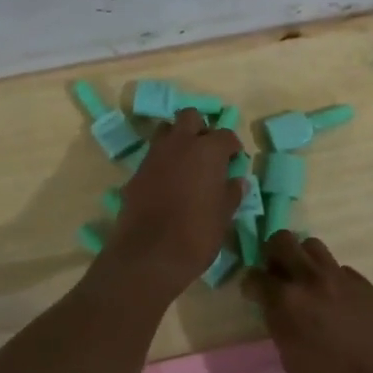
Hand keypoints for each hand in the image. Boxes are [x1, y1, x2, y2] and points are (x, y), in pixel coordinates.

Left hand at [107, 109, 243, 292]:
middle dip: (200, 129)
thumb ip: (231, 194)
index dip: (232, 147)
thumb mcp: (223, 216)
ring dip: (178, 141)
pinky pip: (152, 156)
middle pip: (189, 117)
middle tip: (208, 152)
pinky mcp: (135, 173)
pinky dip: (162, 162)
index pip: (225, 135)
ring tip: (186, 164)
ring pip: (166, 132)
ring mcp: (153, 156)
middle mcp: (179, 144)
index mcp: (207, 151)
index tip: (235, 160)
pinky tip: (168, 184)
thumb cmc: (196, 234)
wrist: (149, 255)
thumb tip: (237, 181)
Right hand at [247, 232, 372, 372]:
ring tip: (308, 282)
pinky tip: (339, 303)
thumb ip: (279, 320)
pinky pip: (341, 270)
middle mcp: (310, 279)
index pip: (255, 276)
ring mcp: (340, 278)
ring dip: (304, 259)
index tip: (254, 292)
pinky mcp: (364, 283)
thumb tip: (275, 305)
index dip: (251, 284)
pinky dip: (333, 280)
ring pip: (313, 246)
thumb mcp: (288, 354)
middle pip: (282, 241)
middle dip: (274, 254)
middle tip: (278, 274)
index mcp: (286, 301)